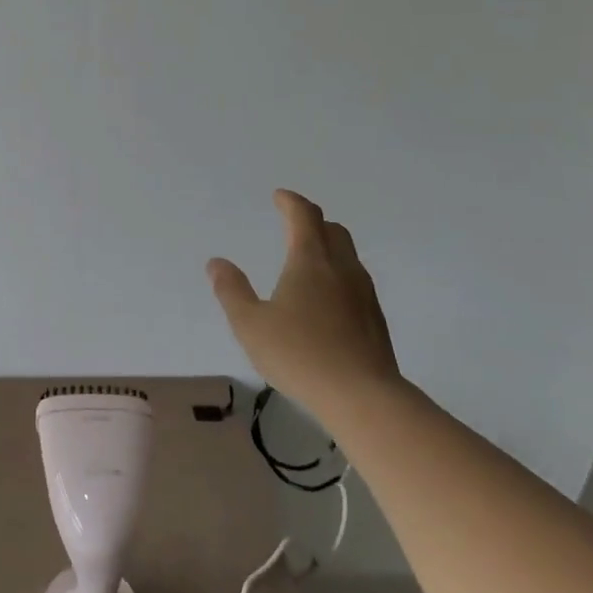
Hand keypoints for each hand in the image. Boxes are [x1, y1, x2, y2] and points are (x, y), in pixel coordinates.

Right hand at [207, 189, 402, 418]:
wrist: (362, 395)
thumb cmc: (299, 354)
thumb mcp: (250, 324)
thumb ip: (231, 290)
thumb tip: (216, 263)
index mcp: (310, 261)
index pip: (304, 216)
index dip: (290, 202)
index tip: (279, 197)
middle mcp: (341, 269)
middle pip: (333, 230)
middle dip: (312, 222)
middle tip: (293, 226)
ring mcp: (364, 294)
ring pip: (347, 256)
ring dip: (328, 249)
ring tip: (307, 264)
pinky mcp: (375, 319)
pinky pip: (354, 282)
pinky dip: (337, 277)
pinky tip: (325, 302)